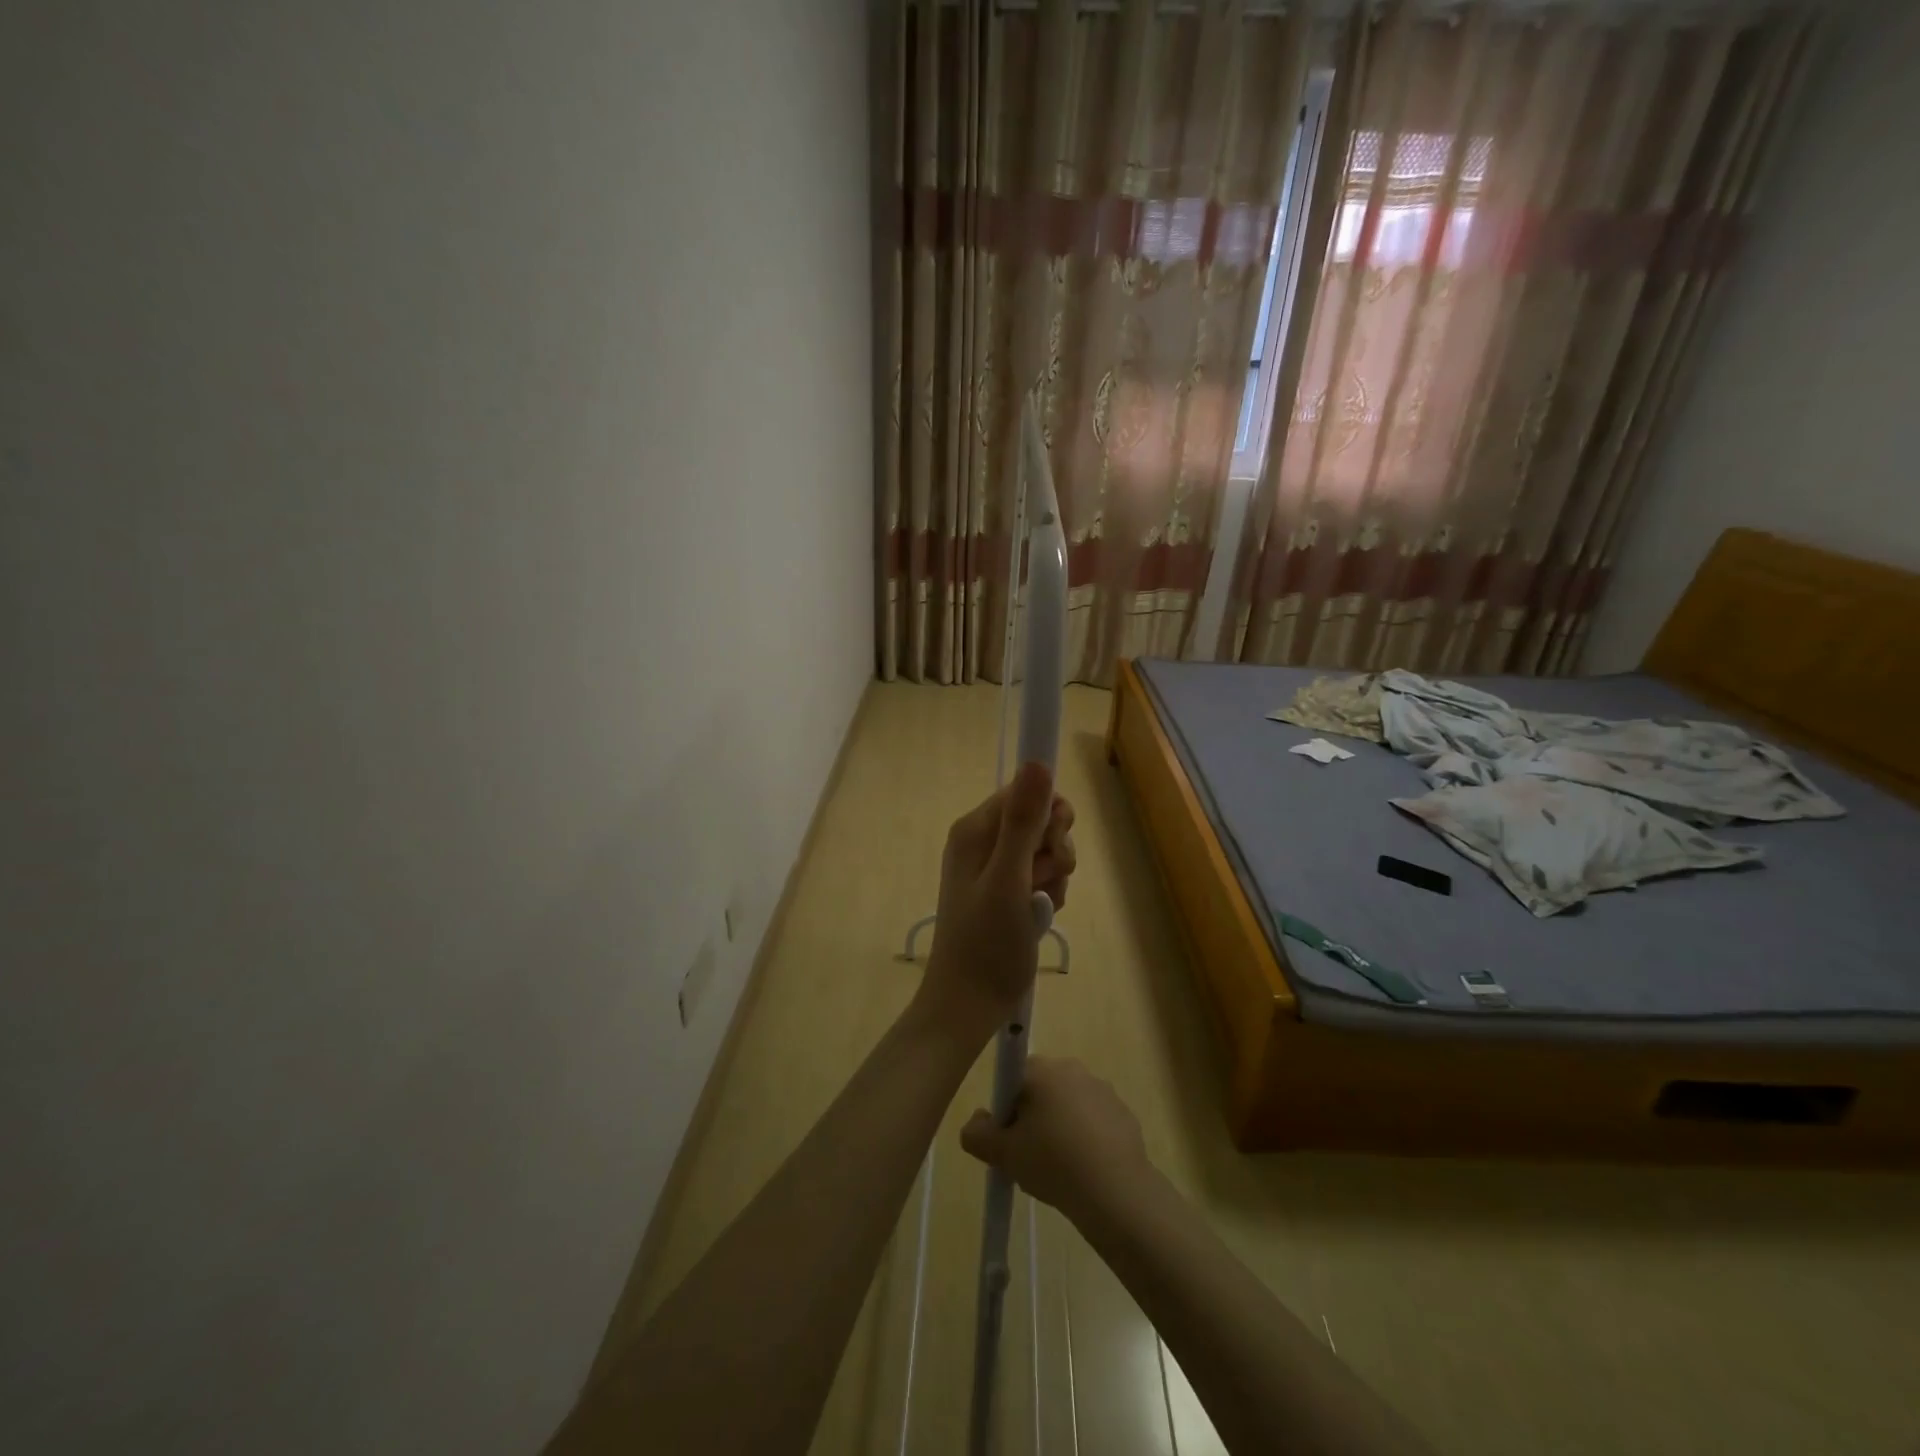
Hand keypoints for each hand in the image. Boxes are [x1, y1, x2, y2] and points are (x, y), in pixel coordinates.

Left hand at [921, 762, 1075, 1037]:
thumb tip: (1037, 761)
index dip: (1049, 815)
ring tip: (1039, 906)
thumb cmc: (987, 943)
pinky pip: (1039, 874)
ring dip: (1053, 875)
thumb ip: (1024, 821)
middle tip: (1043, 881)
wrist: (970, 1002)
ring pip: (1044, 849)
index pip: (1025, 791)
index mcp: (975, 829)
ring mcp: (993, 866)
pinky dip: (1047, 893)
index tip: (1052, 846)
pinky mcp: (1004, 890)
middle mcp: (981, 840)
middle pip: (1039, 819)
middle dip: (1054, 849)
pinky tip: (1039, 916)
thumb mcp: (1009, 879)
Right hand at [959, 1057, 1151, 1226]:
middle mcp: (1073, 1069)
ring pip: (1069, 1106)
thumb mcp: (1002, 1154)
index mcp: (1042, 1070)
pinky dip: (1087, 1140)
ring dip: (1061, 1128)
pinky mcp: (1124, 1113)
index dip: (1007, 1108)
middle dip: (1033, 1118)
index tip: (1010, 1138)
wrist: (1115, 1192)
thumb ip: (977, 1134)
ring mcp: (1102, 1090)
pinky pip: (1094, 1122)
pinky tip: (1085, 1171)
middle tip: (1030, 1156)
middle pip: (1042, 1090)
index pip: (1013, 1077)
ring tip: (1060, 1170)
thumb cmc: (1053, 1163)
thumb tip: (977, 1122)